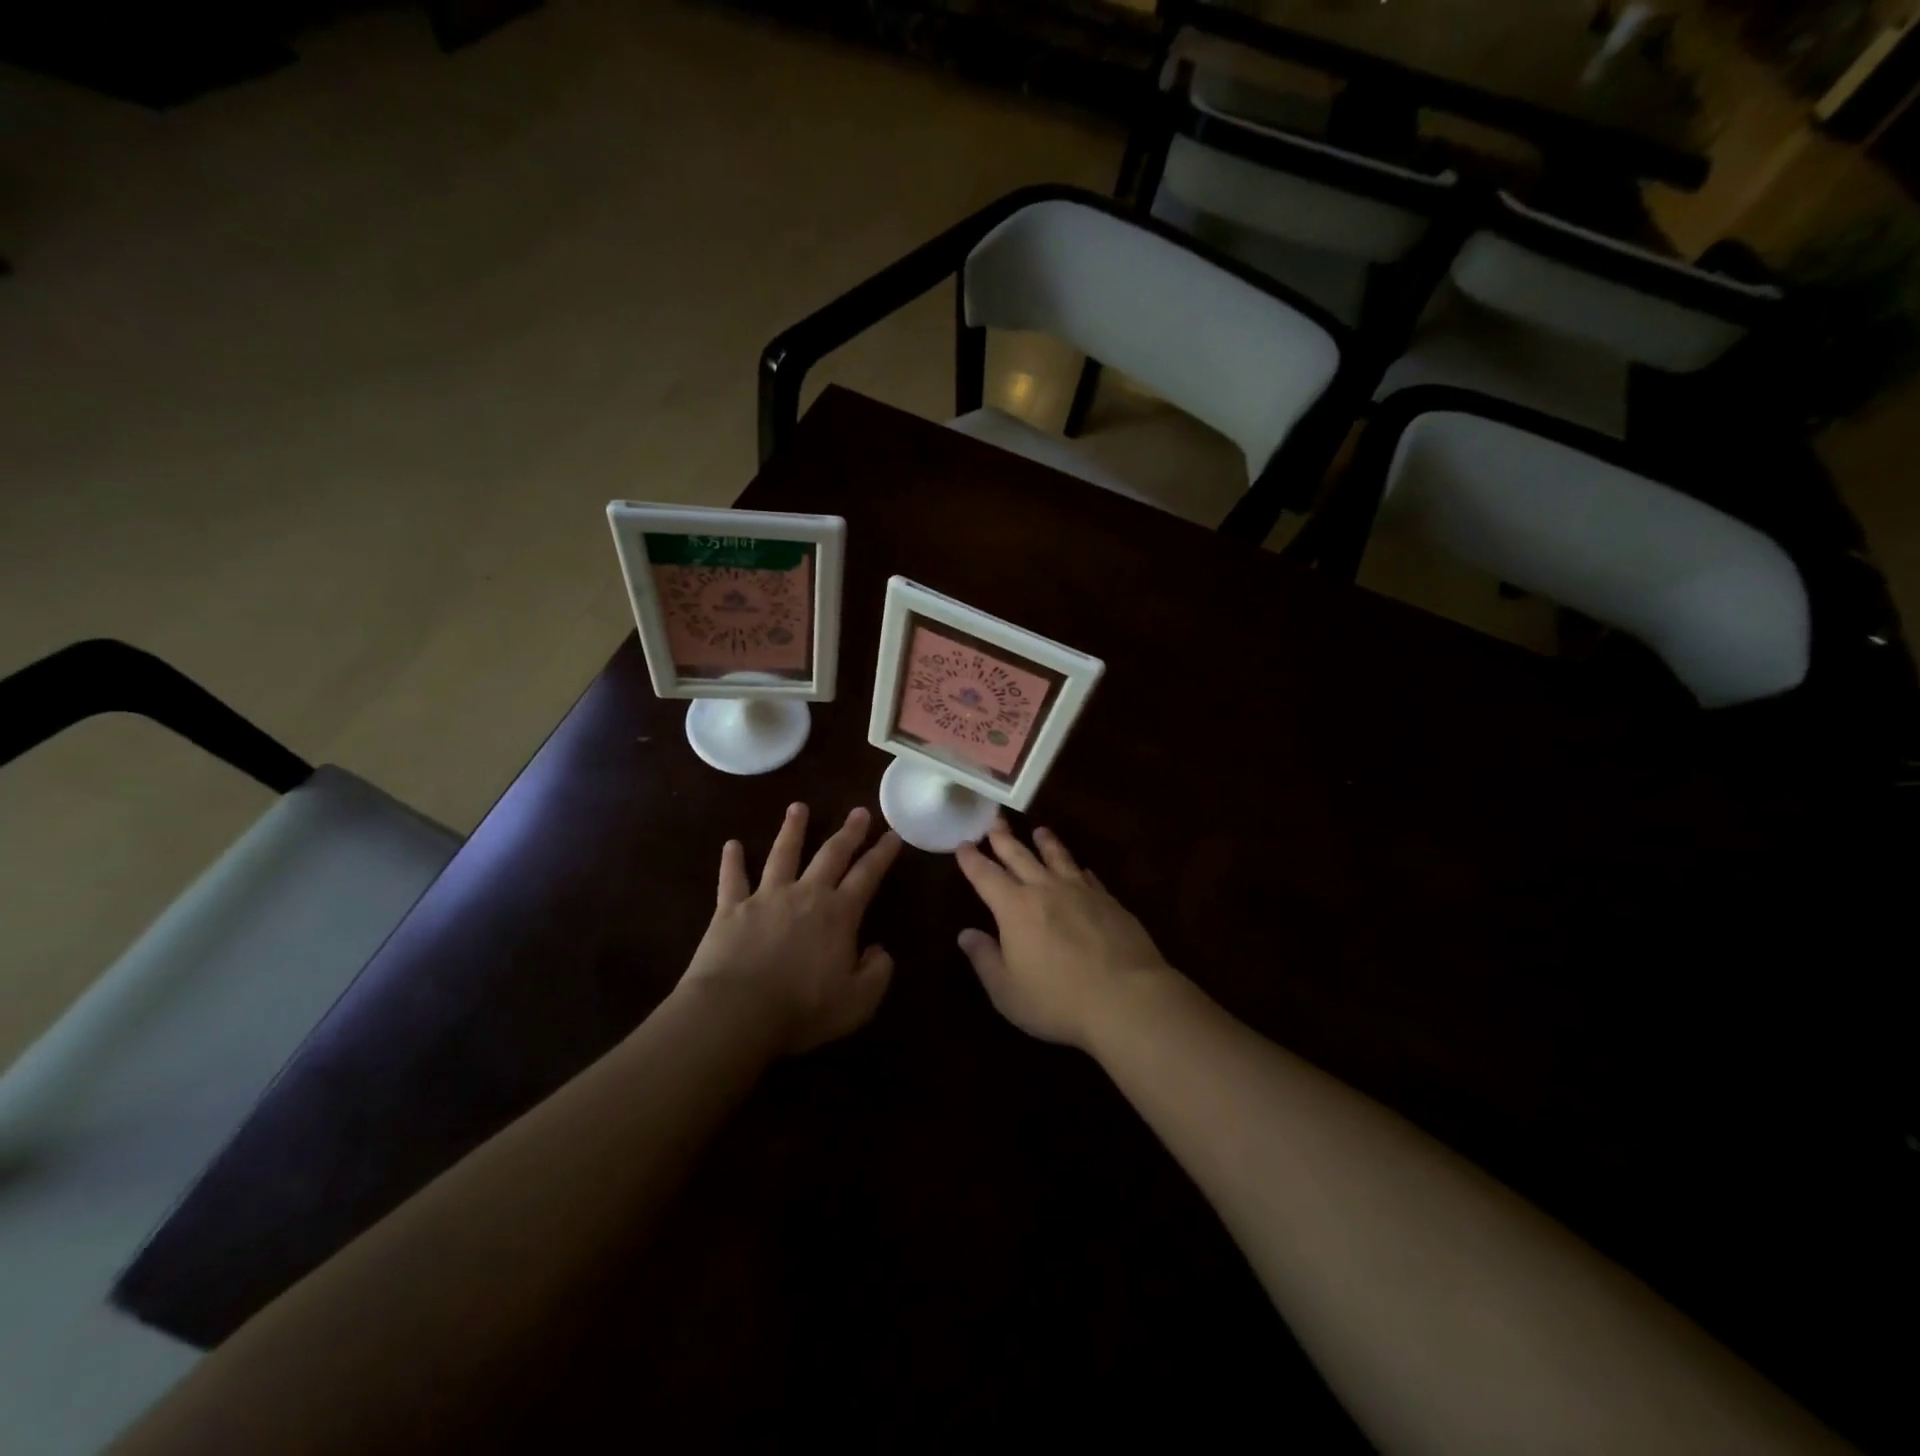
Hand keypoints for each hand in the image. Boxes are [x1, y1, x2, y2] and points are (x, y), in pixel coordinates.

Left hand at [682, 803, 902, 1054]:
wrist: (737, 1012)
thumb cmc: (802, 1010)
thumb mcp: (857, 1002)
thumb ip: (877, 973)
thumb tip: (879, 950)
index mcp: (839, 914)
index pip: (867, 875)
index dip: (882, 854)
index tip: (893, 835)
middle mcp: (805, 895)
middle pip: (831, 854)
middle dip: (848, 832)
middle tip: (859, 811)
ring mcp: (766, 897)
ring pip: (783, 854)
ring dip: (792, 829)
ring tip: (798, 808)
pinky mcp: (730, 909)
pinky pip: (732, 879)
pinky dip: (732, 861)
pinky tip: (732, 845)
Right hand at [955, 819, 1175, 1049]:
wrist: (1127, 998)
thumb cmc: (1058, 999)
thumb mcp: (1007, 991)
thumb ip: (985, 959)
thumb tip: (966, 934)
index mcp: (1014, 908)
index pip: (986, 876)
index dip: (972, 859)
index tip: (963, 844)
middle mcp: (1045, 890)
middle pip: (1020, 856)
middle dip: (1004, 838)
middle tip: (995, 820)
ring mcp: (1081, 892)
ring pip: (1058, 858)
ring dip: (1046, 843)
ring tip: (1040, 830)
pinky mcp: (1109, 902)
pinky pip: (1089, 877)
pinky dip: (1079, 869)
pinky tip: (1081, 869)